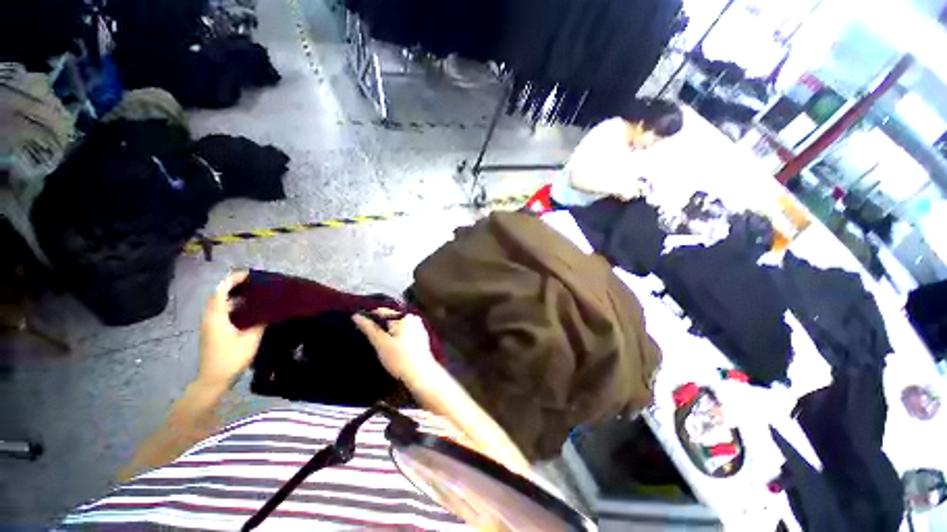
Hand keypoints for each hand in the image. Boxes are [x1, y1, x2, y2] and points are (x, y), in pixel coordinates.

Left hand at [197, 270, 264, 391]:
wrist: (213, 379)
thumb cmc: (231, 357)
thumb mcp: (251, 339)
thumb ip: (260, 322)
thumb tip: (271, 311)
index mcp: (216, 317)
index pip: (221, 291)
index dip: (232, 280)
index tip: (248, 274)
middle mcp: (210, 318)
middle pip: (218, 296)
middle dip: (233, 286)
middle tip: (252, 282)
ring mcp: (209, 325)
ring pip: (219, 304)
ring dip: (232, 296)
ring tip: (252, 294)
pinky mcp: (213, 332)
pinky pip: (221, 312)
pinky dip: (232, 306)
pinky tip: (247, 311)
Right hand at [352, 309, 436, 383]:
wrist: (421, 375)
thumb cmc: (400, 359)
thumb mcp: (381, 343)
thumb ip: (369, 328)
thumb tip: (356, 316)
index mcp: (405, 316)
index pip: (383, 312)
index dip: (370, 319)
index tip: (360, 329)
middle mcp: (414, 318)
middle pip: (391, 319)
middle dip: (380, 328)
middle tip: (372, 341)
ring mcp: (419, 328)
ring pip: (397, 327)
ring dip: (388, 334)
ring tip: (381, 347)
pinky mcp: (421, 338)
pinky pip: (405, 334)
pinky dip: (397, 339)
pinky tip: (393, 351)